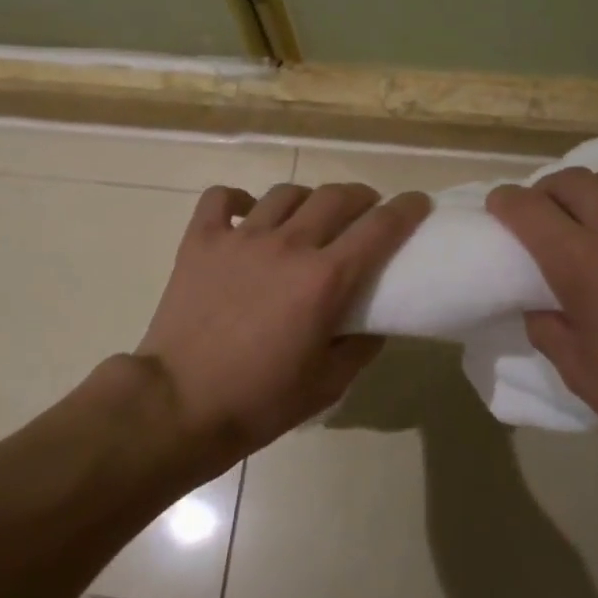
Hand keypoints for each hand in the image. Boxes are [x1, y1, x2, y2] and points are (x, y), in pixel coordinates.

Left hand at [135, 181, 429, 470]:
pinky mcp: (200, 241)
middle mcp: (288, 245)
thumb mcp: (328, 384)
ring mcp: (240, 238)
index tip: (418, 203)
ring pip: (285, 193)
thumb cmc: (259, 401)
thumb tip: (372, 321)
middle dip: (361, 197)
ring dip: (308, 199)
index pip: (380, 227)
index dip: (406, 209)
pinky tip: (247, 215)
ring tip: (309, 216)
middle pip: (336, 197)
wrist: (180, 405)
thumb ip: (361, 346)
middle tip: (365, 212)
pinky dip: (239, 200)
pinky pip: (222, 198)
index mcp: (325, 279)